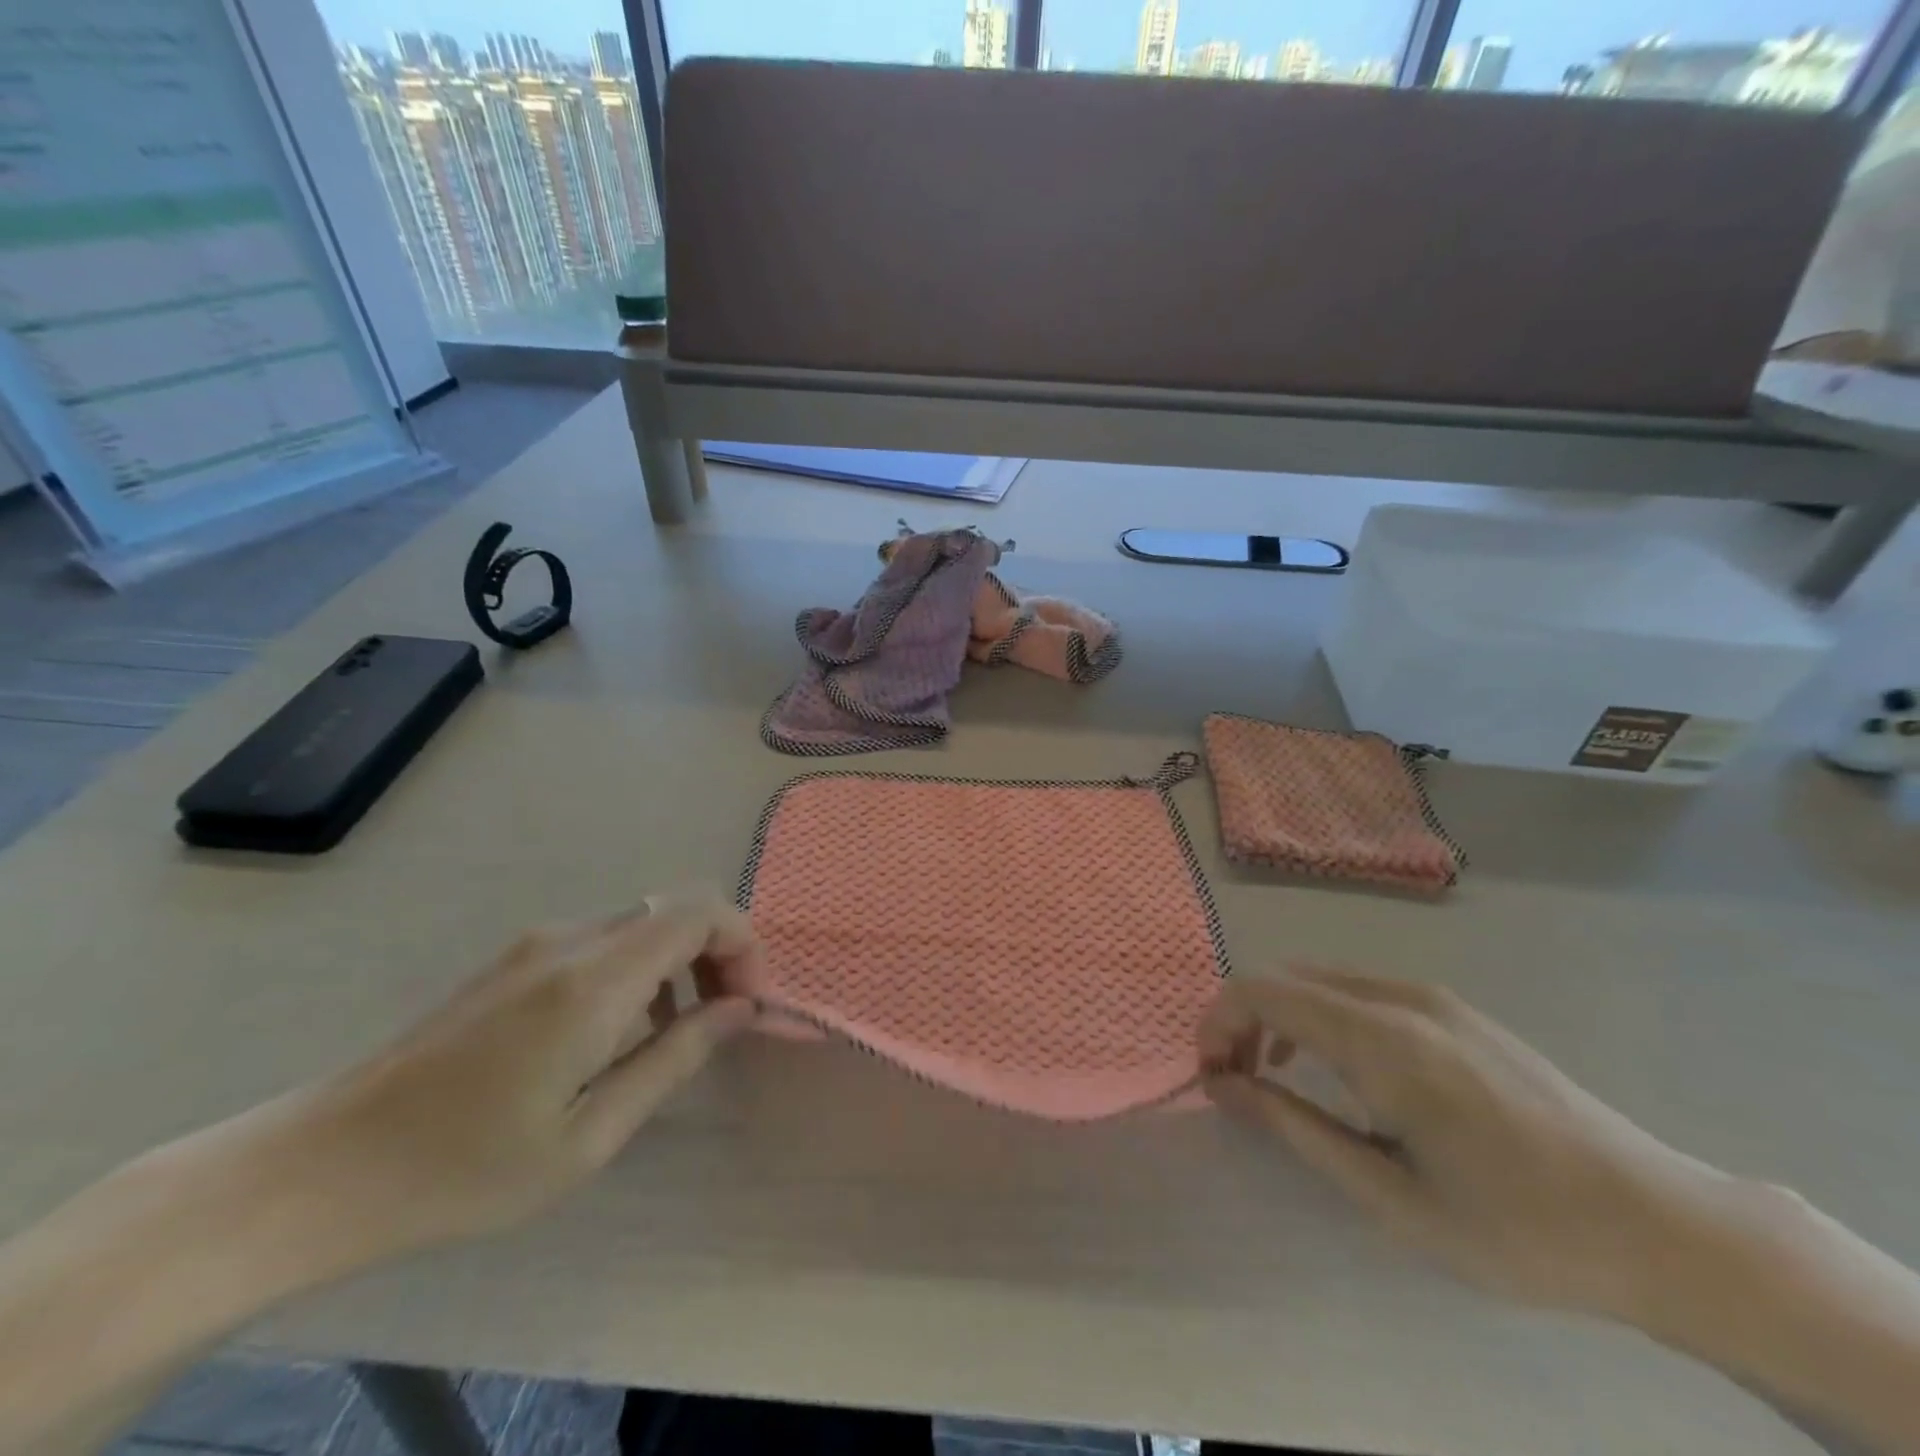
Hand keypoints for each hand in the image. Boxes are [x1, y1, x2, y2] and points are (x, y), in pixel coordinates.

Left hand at [298, 894, 757, 1259]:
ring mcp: (539, 942)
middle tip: (727, 1015)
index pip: (699, 910)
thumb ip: (675, 1058)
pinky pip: (606, 939)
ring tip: (679, 1030)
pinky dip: (642, 966)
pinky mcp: (517, 957)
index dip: (742, 943)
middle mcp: (571, 939)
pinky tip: (621, 1030)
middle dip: (720, 950)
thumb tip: (742, 1009)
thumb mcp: (589, 1136)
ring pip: (644, 921)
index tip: (750, 1001)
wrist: (324, 1165)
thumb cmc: (465, 1168)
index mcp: (594, 980)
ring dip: (682, 960)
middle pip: (676, 906)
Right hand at [1200, 967, 1728, 1320]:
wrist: (1664, 1227)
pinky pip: (1361, 991)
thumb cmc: (1520, 1229)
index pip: (1261, 990)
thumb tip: (1223, 1086)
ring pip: (1321, 981)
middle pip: (1285, 977)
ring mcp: (1433, 997)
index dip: (1217, 1022)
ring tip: (1279, 1077)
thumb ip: (1296, 1127)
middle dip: (1243, 1019)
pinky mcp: (1456, 1010)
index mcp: (1382, 1039)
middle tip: (1238, 1083)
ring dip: (1281, 1017)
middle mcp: (1400, 997)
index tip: (1212, 1077)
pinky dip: (1323, 1016)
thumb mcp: (1392, 1196)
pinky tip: (1345, 1071)